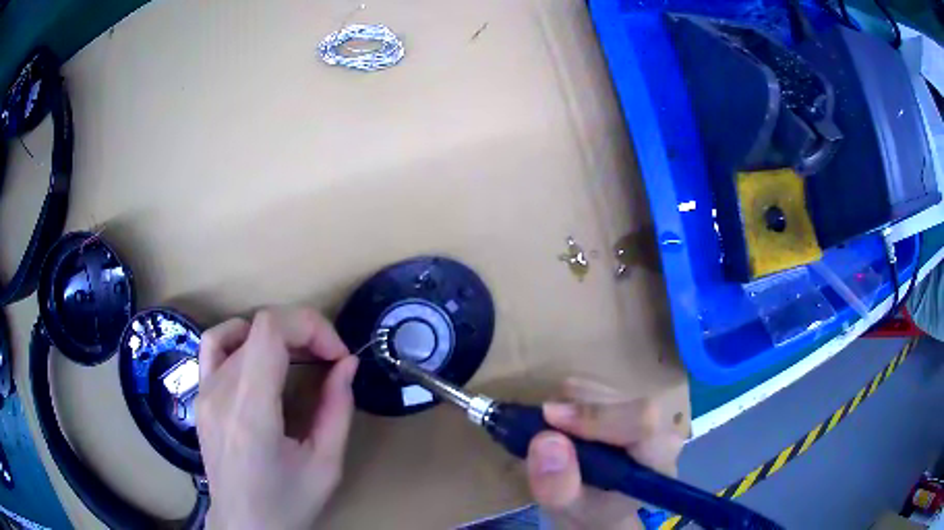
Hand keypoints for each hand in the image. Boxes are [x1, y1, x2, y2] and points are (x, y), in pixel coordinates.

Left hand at [196, 307, 358, 529]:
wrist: (243, 524)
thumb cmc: (287, 503)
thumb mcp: (325, 465)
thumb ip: (337, 410)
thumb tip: (347, 364)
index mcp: (250, 412)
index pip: (269, 330)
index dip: (309, 327)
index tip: (337, 356)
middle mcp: (220, 393)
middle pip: (258, 327)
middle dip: (303, 332)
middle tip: (329, 360)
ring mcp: (204, 391)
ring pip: (239, 331)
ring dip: (276, 334)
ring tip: (298, 356)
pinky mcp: (200, 395)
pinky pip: (213, 345)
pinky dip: (240, 336)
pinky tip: (258, 354)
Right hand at [526, 379, 684, 529]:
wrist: (600, 508)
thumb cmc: (591, 512)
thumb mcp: (569, 510)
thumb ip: (558, 485)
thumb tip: (546, 440)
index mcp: (658, 458)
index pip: (642, 420)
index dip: (597, 415)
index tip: (550, 418)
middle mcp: (660, 428)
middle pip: (619, 399)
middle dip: (574, 409)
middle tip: (538, 425)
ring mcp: (646, 411)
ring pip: (602, 388)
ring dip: (568, 405)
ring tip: (550, 433)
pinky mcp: (629, 402)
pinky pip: (594, 387)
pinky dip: (568, 401)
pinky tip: (563, 425)